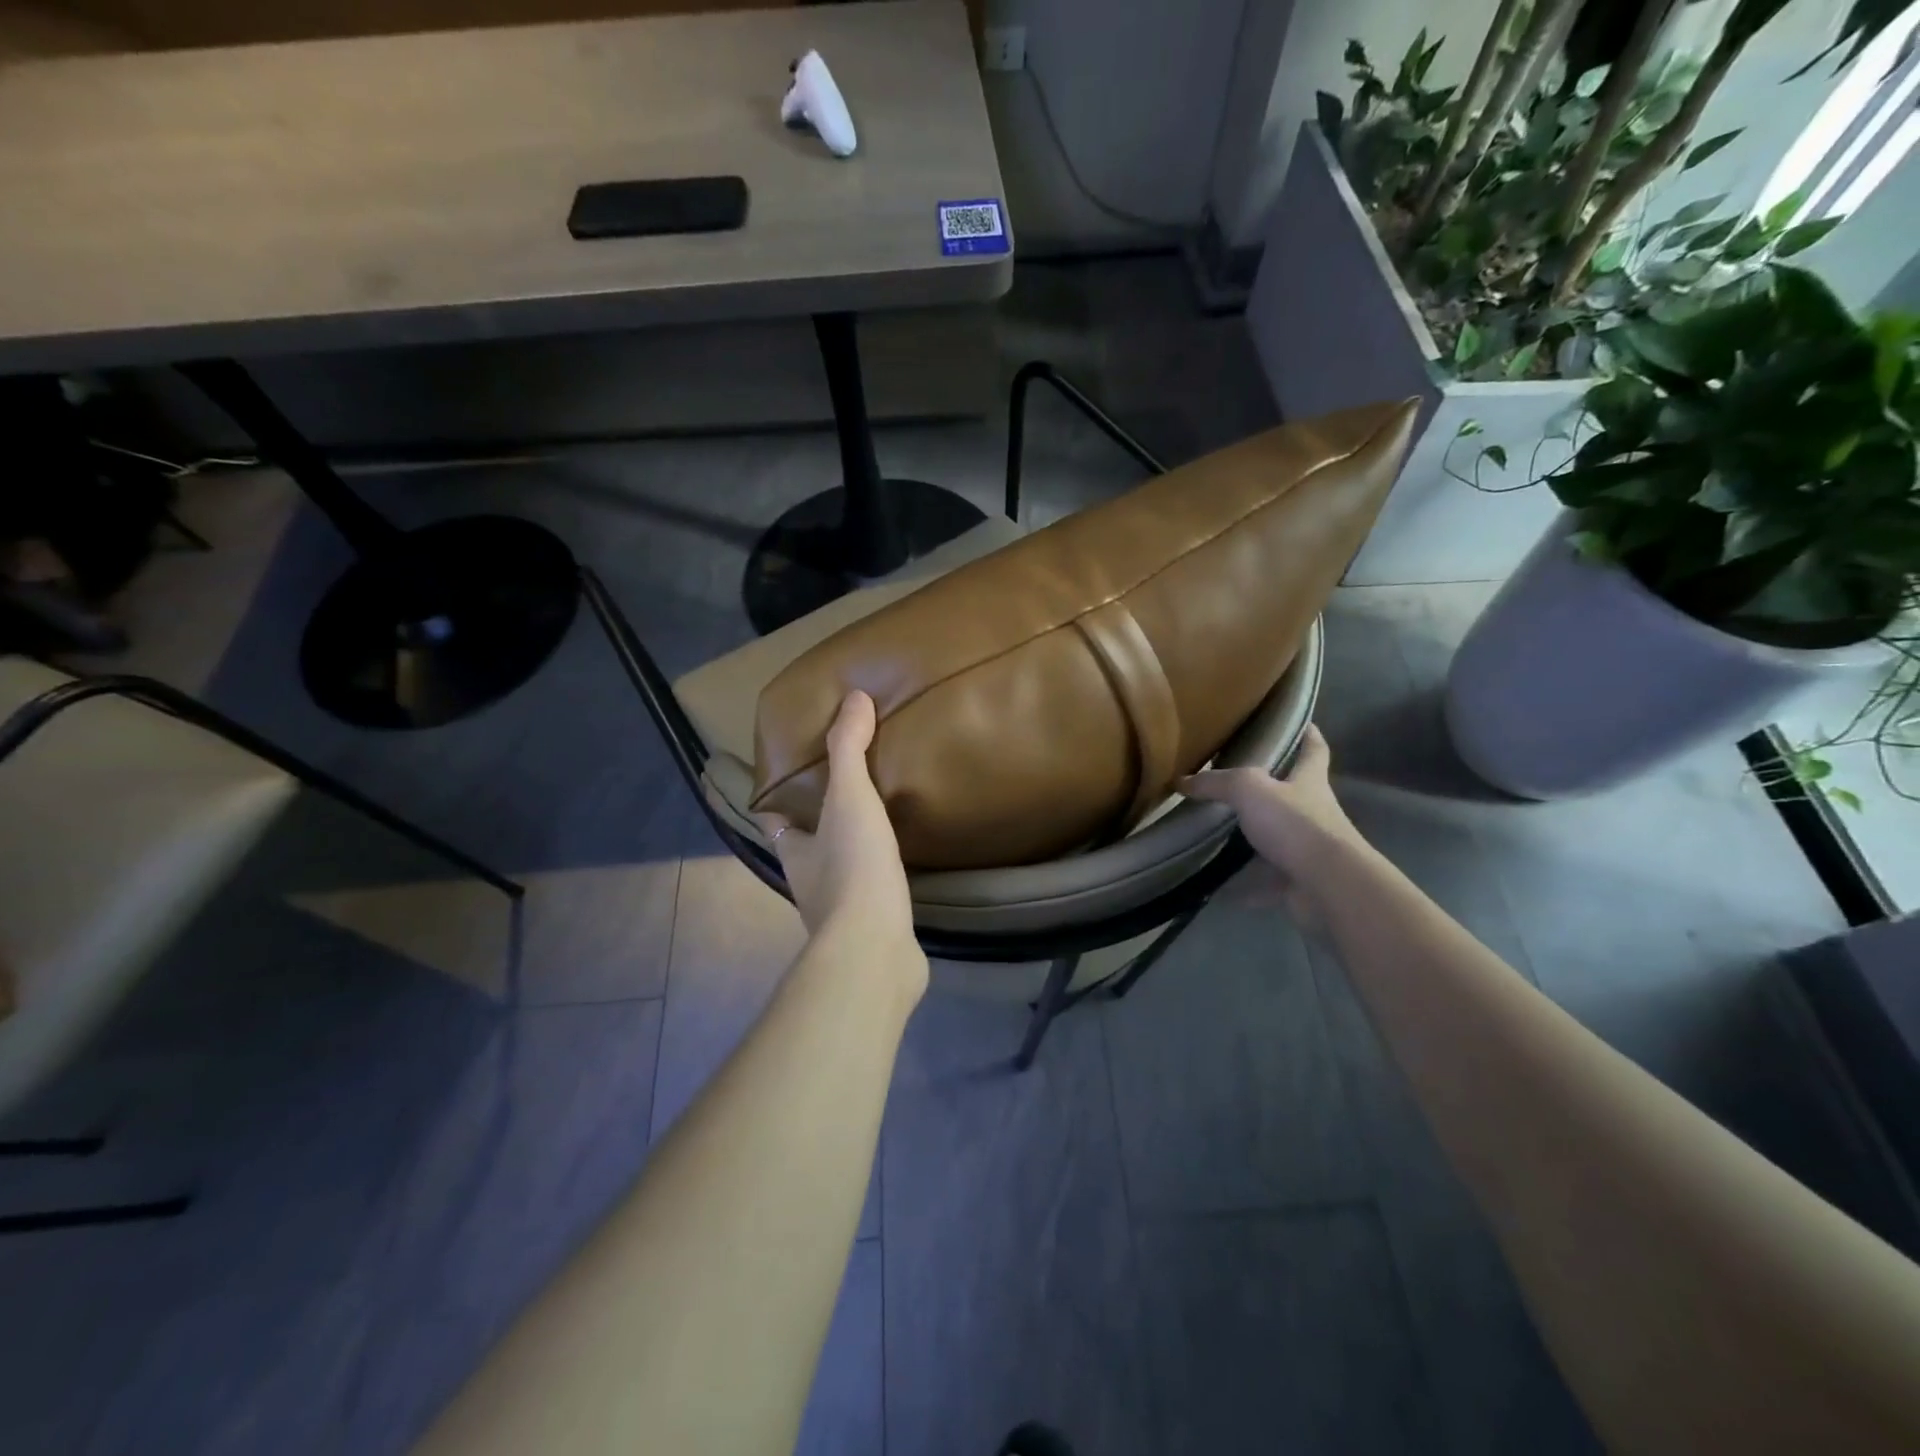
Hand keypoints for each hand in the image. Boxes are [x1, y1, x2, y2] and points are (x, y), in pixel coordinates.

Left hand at [756, 691, 919, 965]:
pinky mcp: (871, 931)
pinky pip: (872, 896)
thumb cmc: (852, 868)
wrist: (875, 949)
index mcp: (794, 851)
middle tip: (848, 792)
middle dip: (819, 824)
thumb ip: (848, 748)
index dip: (777, 800)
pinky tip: (903, 867)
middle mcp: (809, 883)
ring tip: (881, 823)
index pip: (774, 820)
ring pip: (839, 873)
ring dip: (851, 852)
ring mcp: (839, 913)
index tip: (791, 776)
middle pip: (807, 846)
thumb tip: (853, 698)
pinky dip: (880, 880)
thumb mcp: (849, 798)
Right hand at [1179, 726, 1366, 921]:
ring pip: (1276, 839)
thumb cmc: (1295, 824)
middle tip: (1233, 783)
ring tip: (1215, 835)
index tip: (1302, 722)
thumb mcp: (1250, 790)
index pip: (1314, 749)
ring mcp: (1308, 849)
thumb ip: (1216, 783)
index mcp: (1309, 782)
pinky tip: (1217, 885)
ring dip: (1252, 839)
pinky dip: (1243, 884)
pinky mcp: (1298, 881)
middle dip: (1269, 790)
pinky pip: (1265, 880)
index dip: (1309, 734)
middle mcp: (1313, 813)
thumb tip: (1182, 781)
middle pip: (1293, 795)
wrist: (1328, 885)